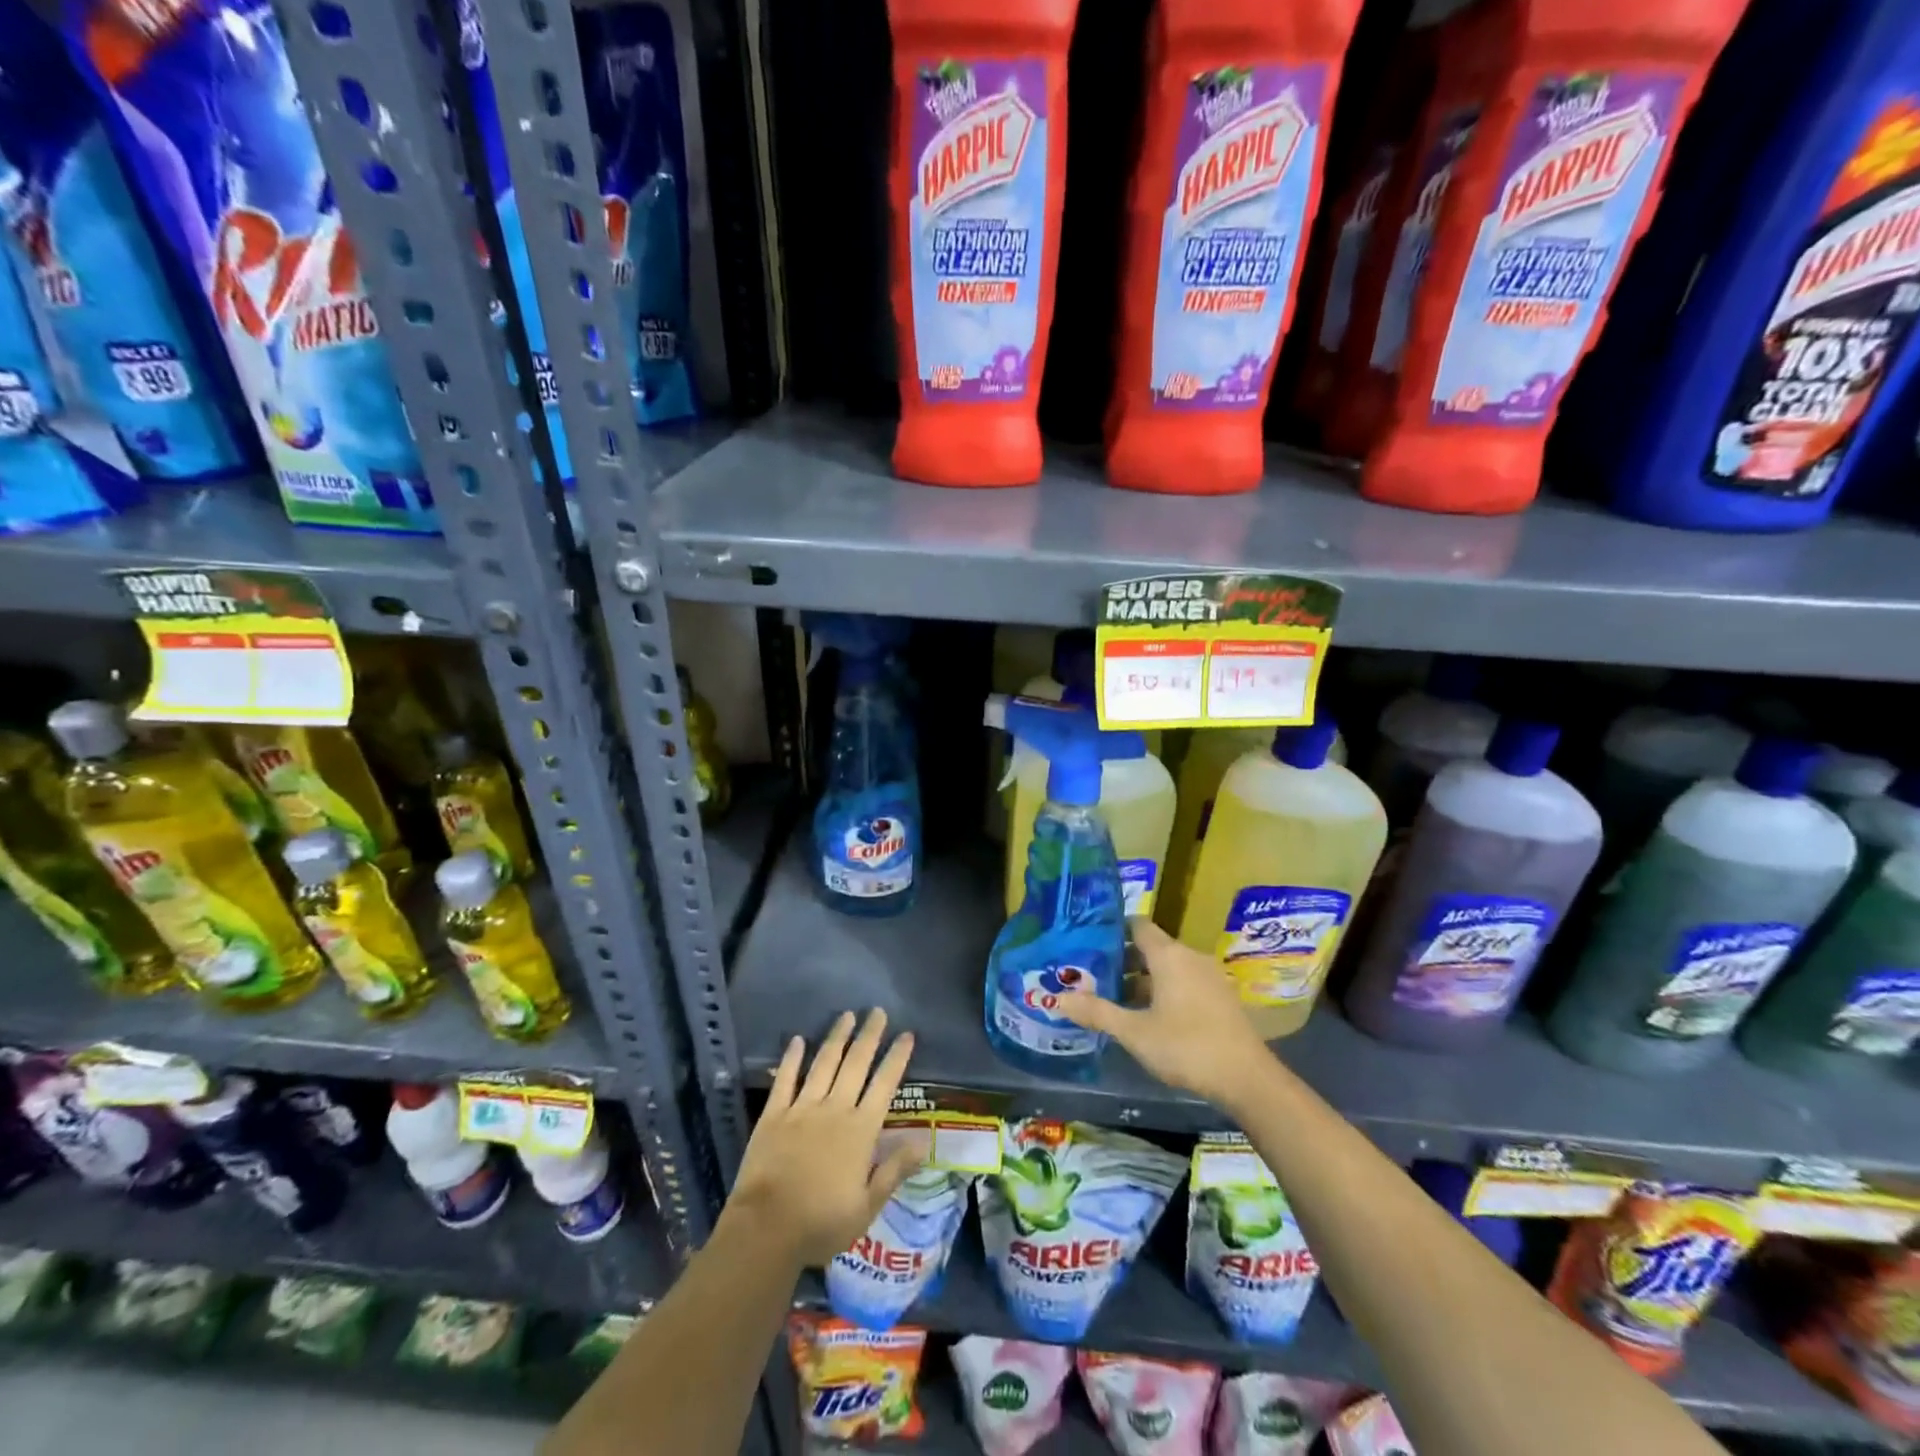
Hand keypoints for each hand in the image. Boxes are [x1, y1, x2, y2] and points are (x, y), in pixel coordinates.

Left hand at [725, 1009, 921, 1266]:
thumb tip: (923, 1142)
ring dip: (837, 1037)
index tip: (907, 1034)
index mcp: (860, 1130)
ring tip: (847, 1015)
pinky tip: (798, 1040)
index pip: (885, 1085)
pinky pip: (785, 1079)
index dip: (897, 1058)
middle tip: (878, 1011)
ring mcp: (802, 1108)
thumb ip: (894, 1170)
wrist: (766, 1229)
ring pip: (824, 1063)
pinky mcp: (773, 1115)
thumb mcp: (867, 1207)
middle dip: (869, 1036)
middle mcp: (834, 1109)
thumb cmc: (821, 1223)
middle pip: (855, 1064)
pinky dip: (792, 1058)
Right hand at [1054, 918, 1274, 1110]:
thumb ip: (1097, 1012)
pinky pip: (1184, 982)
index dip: (1113, 929)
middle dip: (1122, 959)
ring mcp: (1209, 977)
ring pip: (1168, 967)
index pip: (1137, 925)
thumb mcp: (1135, 1032)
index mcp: (1169, 955)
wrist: (1248, 1079)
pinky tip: (1148, 1015)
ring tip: (1115, 997)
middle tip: (1093, 973)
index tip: (1088, 940)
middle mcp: (1190, 957)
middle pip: (1151, 947)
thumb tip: (1058, 998)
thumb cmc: (1186, 1046)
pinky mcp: (1220, 998)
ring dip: (1142, 978)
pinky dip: (1164, 990)